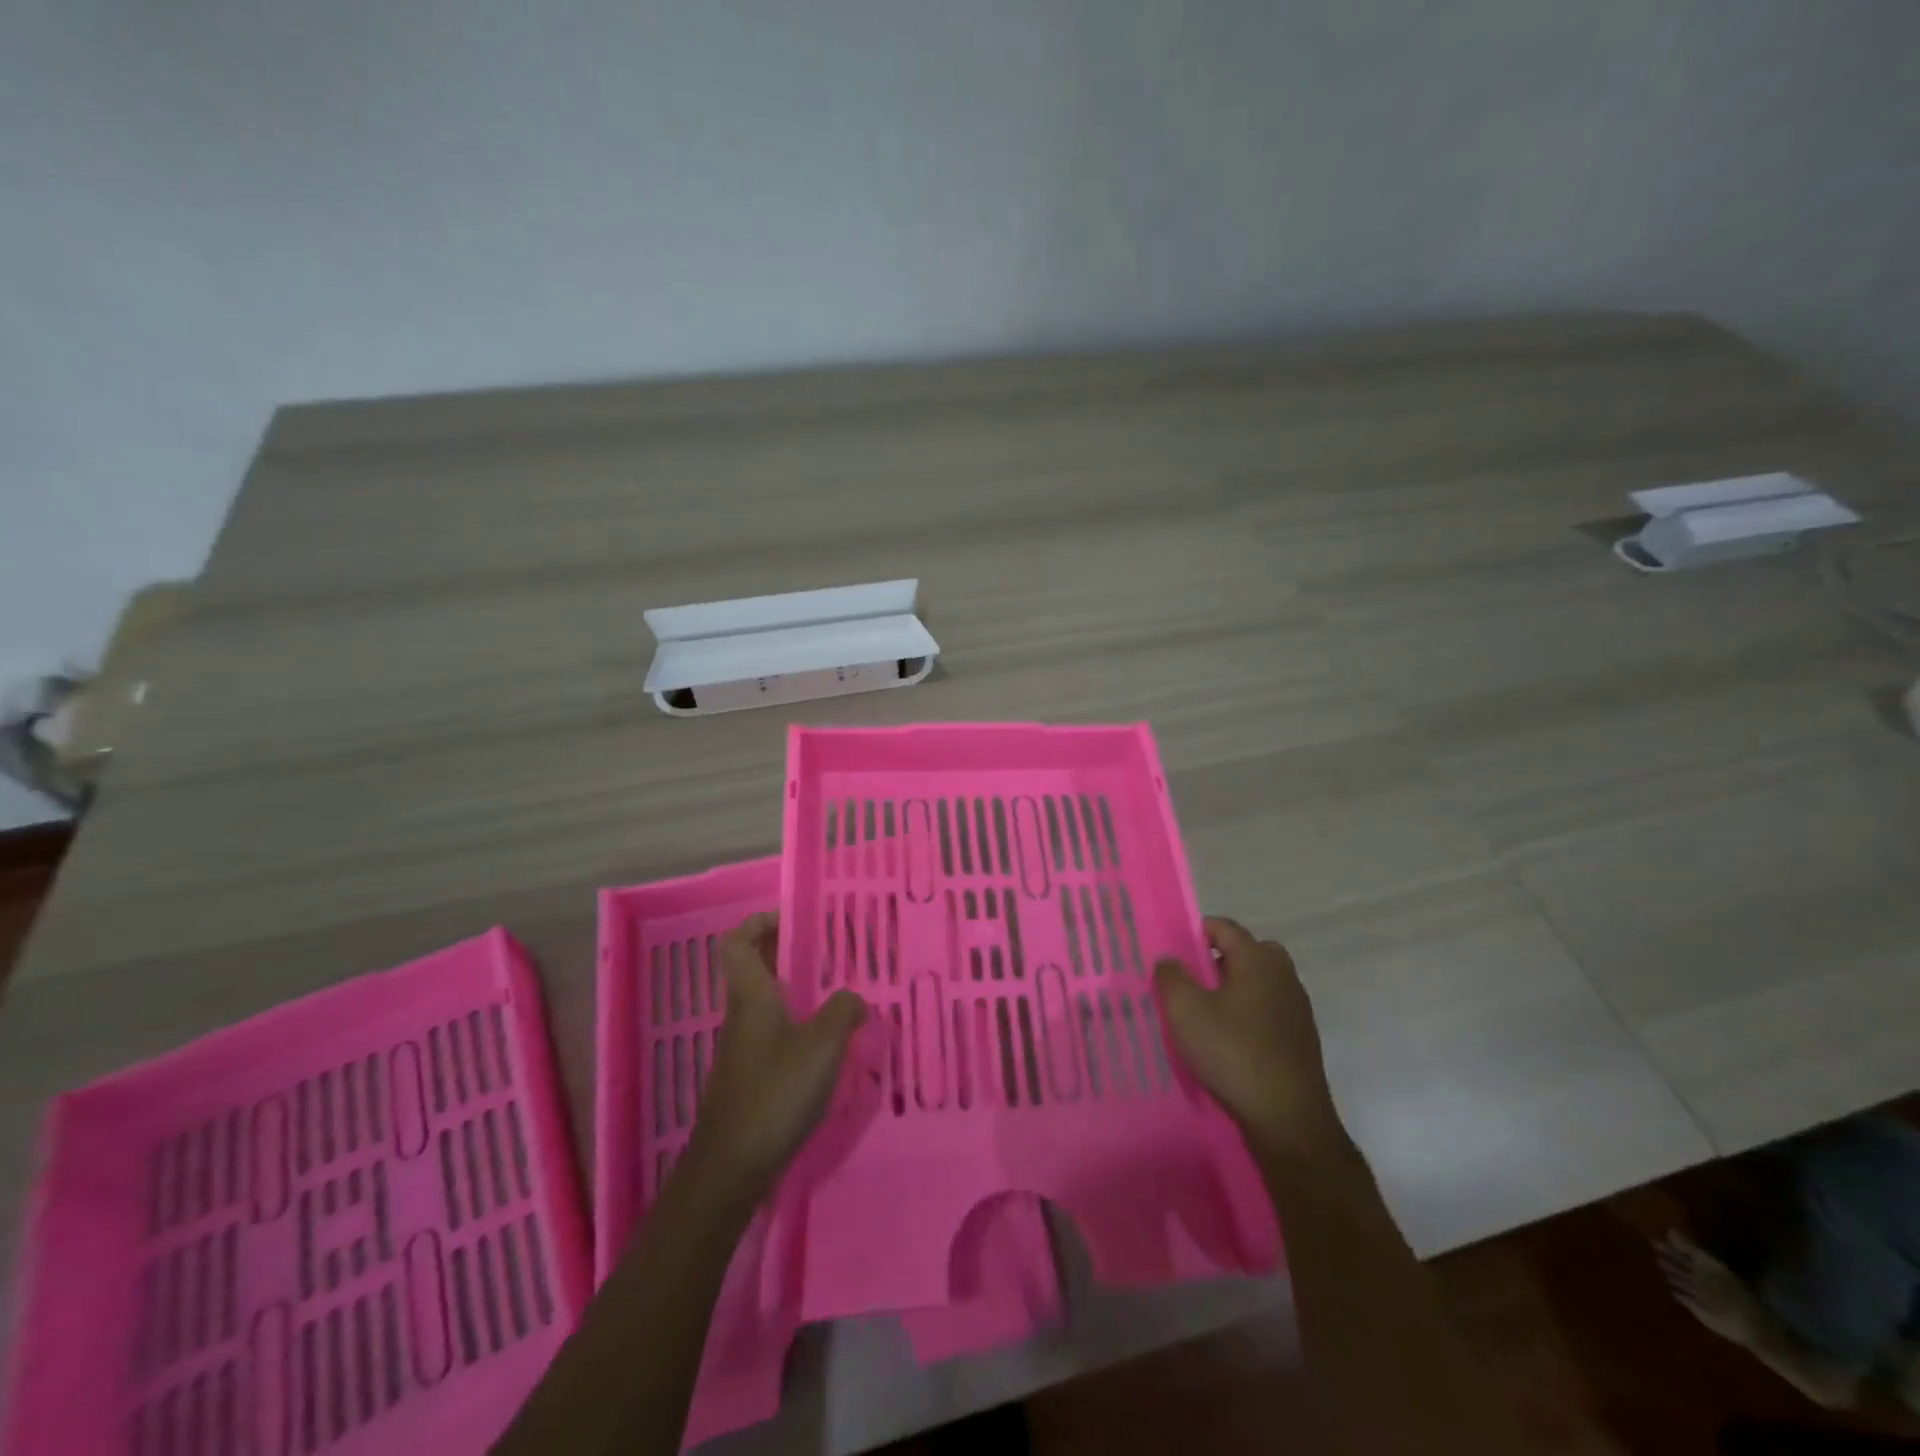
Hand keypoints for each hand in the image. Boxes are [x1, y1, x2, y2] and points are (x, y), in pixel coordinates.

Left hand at [685, 913, 866, 1198]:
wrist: (732, 1166)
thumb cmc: (776, 1092)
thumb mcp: (823, 1045)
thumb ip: (844, 1011)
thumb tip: (854, 998)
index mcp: (752, 995)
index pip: (737, 941)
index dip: (759, 923)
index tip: (793, 919)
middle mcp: (741, 1015)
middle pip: (752, 969)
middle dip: (785, 953)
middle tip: (826, 952)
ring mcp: (742, 1048)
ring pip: (763, 1002)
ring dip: (793, 990)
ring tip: (835, 993)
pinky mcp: (748, 1077)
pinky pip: (771, 1033)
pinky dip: (794, 1025)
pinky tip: (825, 1045)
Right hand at [1154, 918, 1350, 1166]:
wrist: (1288, 1119)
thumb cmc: (1232, 1053)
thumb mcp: (1185, 1011)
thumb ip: (1171, 977)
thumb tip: (1170, 960)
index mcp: (1257, 959)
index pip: (1225, 927)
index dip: (1197, 932)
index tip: (1175, 952)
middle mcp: (1283, 975)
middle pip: (1248, 951)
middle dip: (1220, 959)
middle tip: (1193, 981)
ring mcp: (1297, 1007)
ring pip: (1261, 982)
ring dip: (1236, 988)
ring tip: (1207, 1014)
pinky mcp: (1302, 1038)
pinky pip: (1270, 1009)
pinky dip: (1250, 1014)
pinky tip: (1231, 1041)